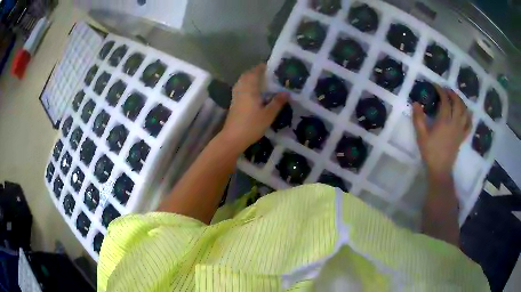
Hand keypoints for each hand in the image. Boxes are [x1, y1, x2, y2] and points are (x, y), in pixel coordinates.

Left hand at [220, 64, 288, 152]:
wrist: (233, 138)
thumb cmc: (252, 125)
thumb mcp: (268, 114)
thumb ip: (277, 102)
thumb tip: (286, 92)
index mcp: (250, 89)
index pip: (255, 72)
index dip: (262, 67)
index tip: (270, 66)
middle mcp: (241, 89)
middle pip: (247, 75)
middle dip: (255, 71)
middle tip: (266, 73)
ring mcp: (236, 96)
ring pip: (242, 81)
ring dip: (249, 78)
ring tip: (260, 80)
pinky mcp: (233, 103)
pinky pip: (240, 88)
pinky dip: (246, 85)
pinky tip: (252, 92)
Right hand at [412, 86, 471, 179]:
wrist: (440, 169)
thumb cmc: (430, 152)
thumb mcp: (421, 136)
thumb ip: (418, 118)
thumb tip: (416, 103)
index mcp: (444, 121)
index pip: (445, 101)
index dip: (441, 91)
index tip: (435, 85)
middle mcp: (454, 123)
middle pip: (457, 103)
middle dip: (452, 94)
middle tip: (446, 90)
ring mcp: (460, 130)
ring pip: (465, 112)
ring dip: (461, 102)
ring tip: (456, 98)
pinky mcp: (462, 137)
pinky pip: (469, 124)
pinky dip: (468, 117)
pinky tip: (465, 114)